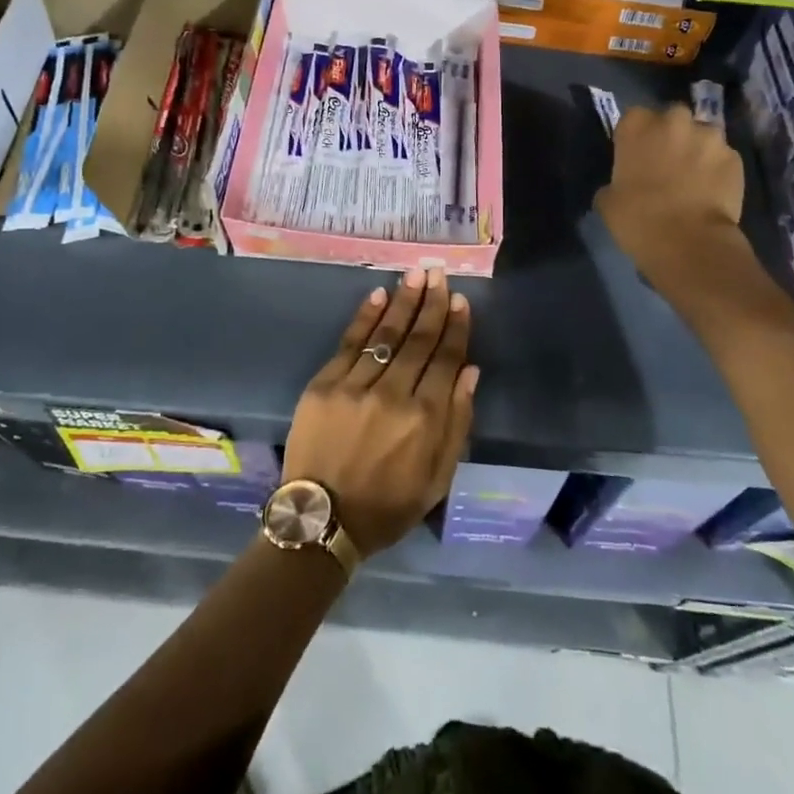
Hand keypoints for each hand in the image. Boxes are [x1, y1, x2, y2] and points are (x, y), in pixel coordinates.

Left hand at [282, 268, 477, 557]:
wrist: (323, 520)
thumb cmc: (388, 505)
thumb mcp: (438, 476)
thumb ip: (457, 421)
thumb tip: (470, 372)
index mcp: (425, 418)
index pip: (446, 360)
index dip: (455, 328)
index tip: (461, 301)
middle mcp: (393, 394)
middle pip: (418, 339)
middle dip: (432, 304)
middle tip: (439, 273)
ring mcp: (355, 386)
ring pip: (386, 335)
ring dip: (403, 301)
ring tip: (415, 274)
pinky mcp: (325, 385)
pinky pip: (350, 343)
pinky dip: (366, 317)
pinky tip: (379, 295)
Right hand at [596, 103, 746, 274]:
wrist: (688, 242)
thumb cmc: (638, 218)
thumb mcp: (608, 201)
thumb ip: (615, 182)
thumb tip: (623, 186)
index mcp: (637, 126)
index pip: (633, 117)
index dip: (635, 136)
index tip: (634, 155)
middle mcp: (675, 121)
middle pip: (671, 118)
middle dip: (669, 135)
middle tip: (664, 163)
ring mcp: (709, 137)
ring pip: (701, 136)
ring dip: (696, 150)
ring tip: (692, 178)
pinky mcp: (735, 158)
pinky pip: (721, 158)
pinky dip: (716, 169)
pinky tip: (710, 191)